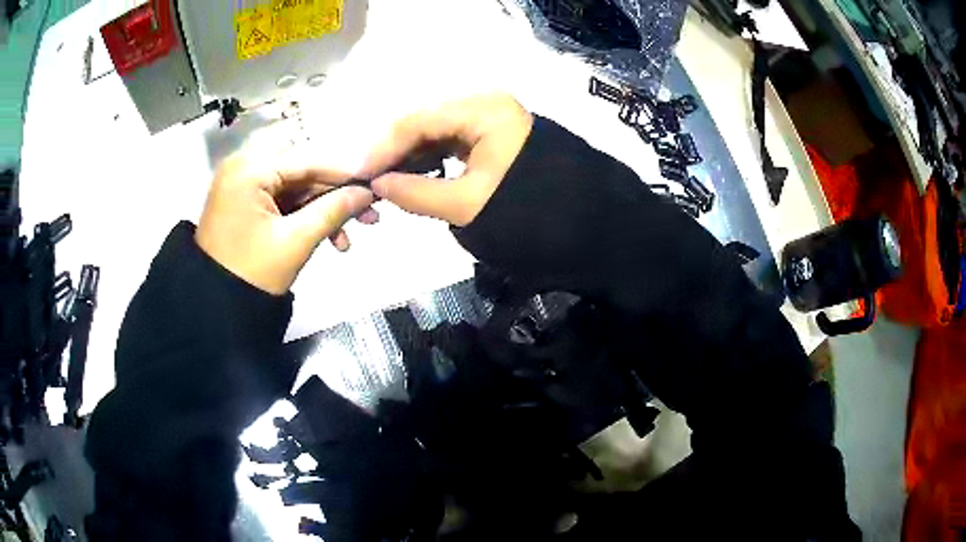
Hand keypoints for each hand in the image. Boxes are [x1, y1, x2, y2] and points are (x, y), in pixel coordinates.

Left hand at [196, 153, 376, 295]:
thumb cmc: (251, 273)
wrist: (214, 307)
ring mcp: (243, 183)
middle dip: (335, 196)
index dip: (346, 173)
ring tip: (348, 238)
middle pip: (303, 172)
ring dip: (323, 210)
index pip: (308, 160)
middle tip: (369, 214)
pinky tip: (327, 237)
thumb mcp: (296, 241)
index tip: (378, 184)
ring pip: (296, 188)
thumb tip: (368, 192)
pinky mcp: (245, 201)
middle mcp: (244, 165)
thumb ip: (334, 210)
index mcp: (249, 169)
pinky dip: (304, 216)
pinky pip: (283, 200)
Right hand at [361, 94, 532, 226]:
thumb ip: (415, 193)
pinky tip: (411, 176)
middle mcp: (484, 103)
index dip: (383, 148)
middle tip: (367, 180)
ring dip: (409, 156)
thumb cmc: (528, 211)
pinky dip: (429, 159)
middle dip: (393, 152)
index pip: (417, 121)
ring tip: (384, 182)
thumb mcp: (468, 205)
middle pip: (424, 122)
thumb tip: (377, 185)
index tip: (357, 175)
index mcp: (482, 110)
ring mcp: (489, 118)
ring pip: (435, 132)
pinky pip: (450, 142)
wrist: (581, 224)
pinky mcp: (492, 135)